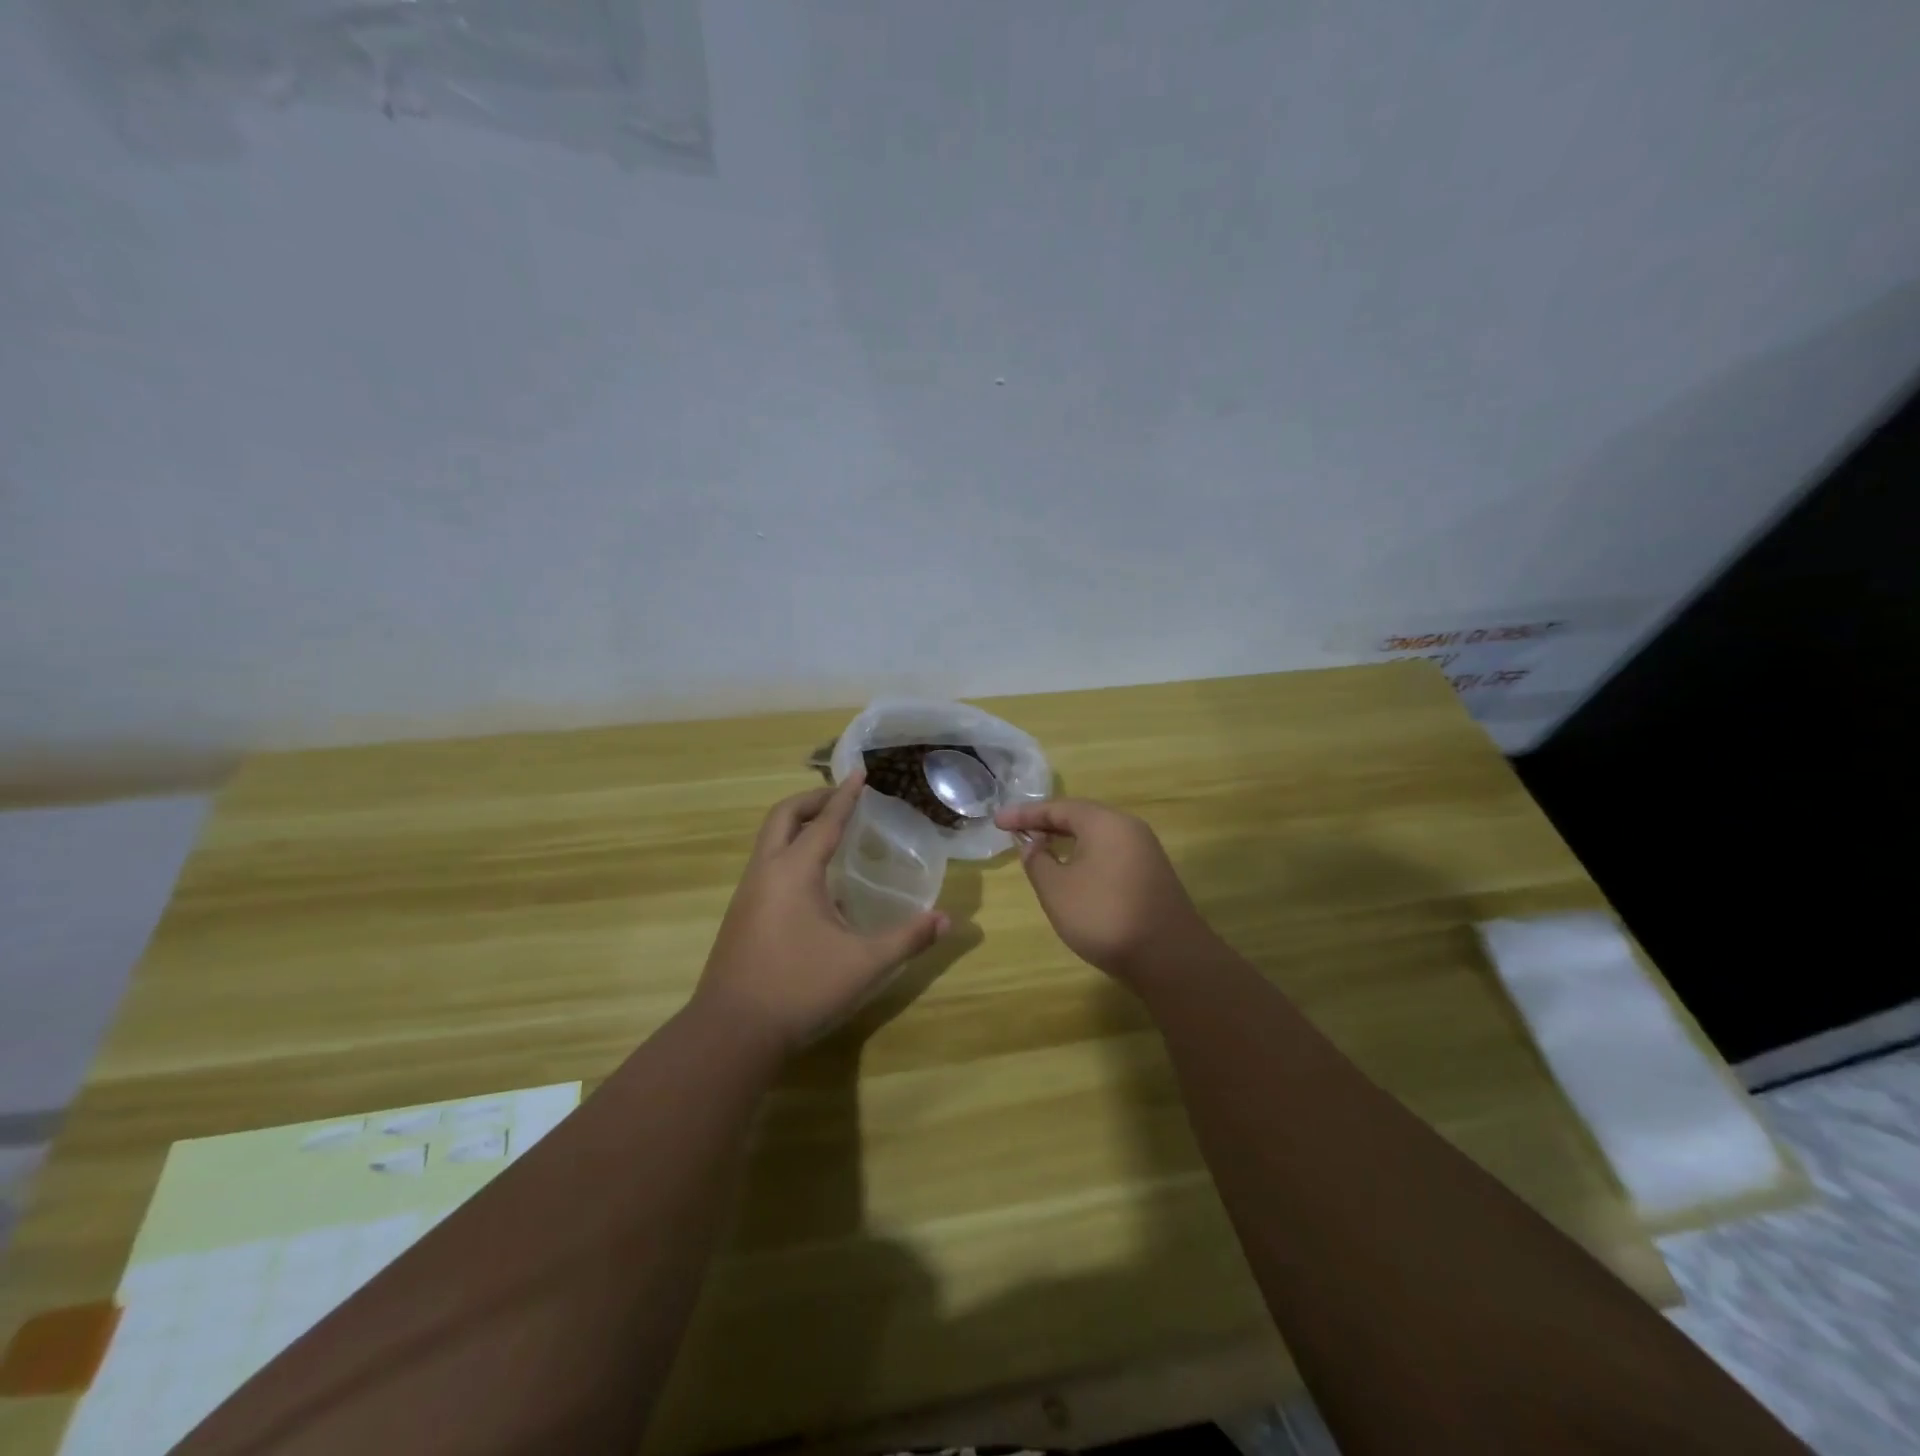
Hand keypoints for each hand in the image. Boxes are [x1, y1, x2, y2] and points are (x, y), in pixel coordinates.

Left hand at [696, 772, 948, 1050]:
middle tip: (842, 796)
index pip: (825, 821)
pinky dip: (788, 851)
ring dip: (797, 824)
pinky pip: (766, 864)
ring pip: (769, 840)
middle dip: (813, 799)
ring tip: (828, 831)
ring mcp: (747, 894)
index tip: (860, 771)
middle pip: (783, 816)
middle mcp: (765, 872)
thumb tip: (946, 920)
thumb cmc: (800, 988)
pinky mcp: (741, 916)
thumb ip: (907, 939)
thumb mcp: (864, 964)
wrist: (731, 1033)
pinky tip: (812, 881)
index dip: (846, 795)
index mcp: (794, 871)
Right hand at [994, 798, 1215, 980]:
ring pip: (1097, 836)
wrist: (1169, 958)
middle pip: (1081, 817)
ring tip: (1041, 850)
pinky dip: (1085, 855)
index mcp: (1104, 822)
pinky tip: (1074, 874)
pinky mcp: (1152, 875)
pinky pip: (1110, 853)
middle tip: (1018, 832)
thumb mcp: (1056, 889)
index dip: (1025, 814)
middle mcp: (1128, 828)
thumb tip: (1034, 844)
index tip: (998, 821)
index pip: (1057, 808)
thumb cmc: (1104, 915)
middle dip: (1047, 823)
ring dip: (1067, 840)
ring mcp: (1145, 851)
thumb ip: (1038, 861)